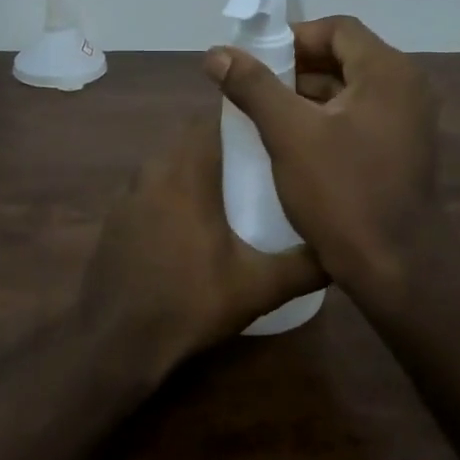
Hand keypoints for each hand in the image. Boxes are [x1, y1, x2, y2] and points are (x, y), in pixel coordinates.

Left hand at [79, 114, 324, 369]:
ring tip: (232, 189)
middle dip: (224, 143)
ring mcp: (127, 195)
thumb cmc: (189, 304)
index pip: (212, 120)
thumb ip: (306, 266)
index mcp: (186, 174)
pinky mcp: (115, 218)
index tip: (272, 128)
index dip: (243, 118)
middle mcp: (152, 172)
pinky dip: (173, 191)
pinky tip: (192, 223)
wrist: (116, 341)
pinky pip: (151, 187)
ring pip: (168, 162)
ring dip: (196, 167)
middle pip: (190, 138)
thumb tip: (344, 250)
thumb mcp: (258, 288)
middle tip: (261, 161)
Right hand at [203, 15, 441, 309]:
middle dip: (295, 68)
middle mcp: (406, 88)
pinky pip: (358, 118)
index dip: (292, 37)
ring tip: (264, 115)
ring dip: (307, 96)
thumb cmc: (343, 193)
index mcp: (388, 72)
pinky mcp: (401, 151)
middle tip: (253, 88)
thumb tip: (216, 53)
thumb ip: (253, 87)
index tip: (255, 60)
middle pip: (344, 57)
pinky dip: (325, 120)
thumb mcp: (290, 135)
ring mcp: (408, 122)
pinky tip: (292, 143)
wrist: (395, 267)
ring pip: (350, 91)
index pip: (337, 29)